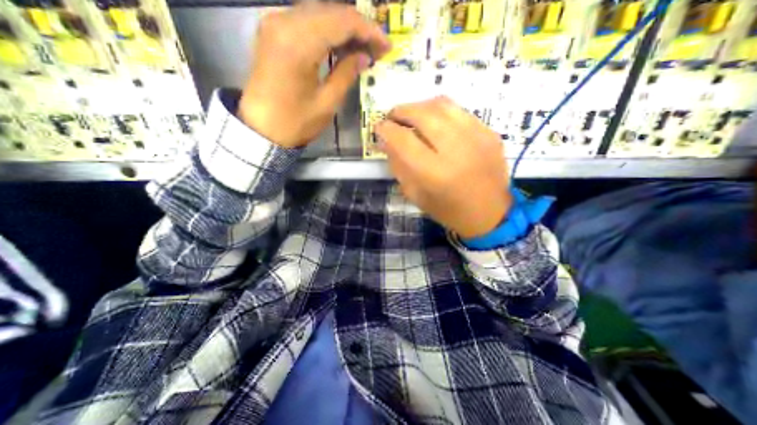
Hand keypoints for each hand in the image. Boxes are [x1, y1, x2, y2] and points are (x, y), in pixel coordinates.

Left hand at [238, 3, 388, 146]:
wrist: (261, 128)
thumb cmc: (295, 122)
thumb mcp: (327, 103)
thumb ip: (347, 74)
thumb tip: (365, 57)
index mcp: (298, 43)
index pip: (342, 21)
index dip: (369, 31)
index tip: (386, 46)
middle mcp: (284, 21)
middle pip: (331, 10)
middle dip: (359, 28)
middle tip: (377, 48)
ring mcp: (275, 22)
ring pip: (320, 12)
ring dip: (344, 28)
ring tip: (363, 49)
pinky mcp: (273, 30)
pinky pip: (307, 20)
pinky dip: (327, 30)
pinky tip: (340, 47)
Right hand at [374, 96, 510, 239]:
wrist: (490, 214)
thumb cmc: (448, 210)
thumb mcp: (416, 195)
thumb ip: (399, 166)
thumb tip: (385, 141)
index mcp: (435, 173)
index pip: (403, 140)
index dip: (386, 129)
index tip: (379, 127)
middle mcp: (457, 150)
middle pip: (423, 114)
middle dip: (401, 111)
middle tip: (393, 117)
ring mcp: (477, 137)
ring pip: (442, 105)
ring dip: (420, 106)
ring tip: (412, 116)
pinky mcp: (490, 133)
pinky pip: (459, 111)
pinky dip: (441, 112)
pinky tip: (435, 123)